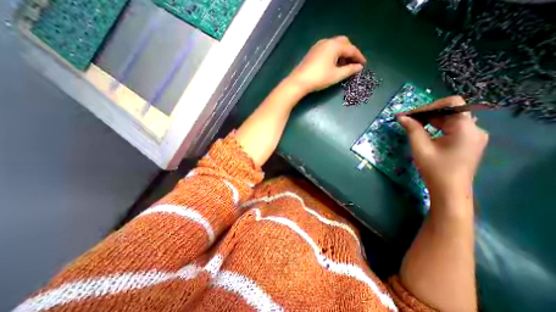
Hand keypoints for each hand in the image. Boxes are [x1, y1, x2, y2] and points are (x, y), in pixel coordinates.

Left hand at [284, 35, 368, 93]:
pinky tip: (333, 64)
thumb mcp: (336, 75)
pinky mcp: (312, 52)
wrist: (299, 82)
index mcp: (334, 45)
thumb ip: (349, 70)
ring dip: (341, 53)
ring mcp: (318, 46)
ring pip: (334, 46)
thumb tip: (359, 67)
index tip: (363, 65)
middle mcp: (327, 42)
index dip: (359, 57)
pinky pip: (327, 49)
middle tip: (353, 63)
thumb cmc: (319, 78)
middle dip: (350, 52)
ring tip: (344, 65)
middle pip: (343, 43)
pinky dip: (333, 55)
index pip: (351, 49)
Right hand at [399, 96, 487, 195]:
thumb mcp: (420, 147)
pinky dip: (436, 126)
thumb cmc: (435, 169)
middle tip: (406, 120)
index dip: (429, 106)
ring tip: (412, 125)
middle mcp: (474, 129)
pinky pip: (451, 127)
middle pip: (450, 111)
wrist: (449, 190)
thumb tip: (401, 117)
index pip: (452, 104)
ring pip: (449, 119)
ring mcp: (472, 135)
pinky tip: (423, 131)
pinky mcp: (467, 141)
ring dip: (430, 120)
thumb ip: (412, 129)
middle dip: (426, 113)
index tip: (411, 115)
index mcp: (466, 128)